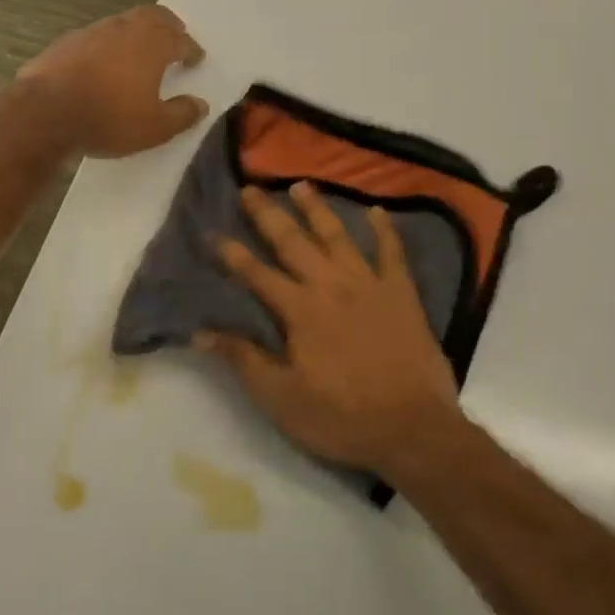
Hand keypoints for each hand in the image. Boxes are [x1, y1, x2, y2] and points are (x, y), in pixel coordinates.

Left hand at [18, 6, 207, 157]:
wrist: (45, 113)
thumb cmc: (109, 118)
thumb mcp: (155, 128)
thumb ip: (181, 114)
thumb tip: (200, 105)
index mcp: (153, 43)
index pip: (181, 40)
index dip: (192, 50)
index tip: (196, 59)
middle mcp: (125, 28)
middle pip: (154, 16)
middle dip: (168, 26)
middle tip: (174, 38)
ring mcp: (93, 31)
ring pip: (123, 23)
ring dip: (136, 33)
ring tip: (139, 52)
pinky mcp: (66, 42)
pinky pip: (97, 37)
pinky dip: (108, 46)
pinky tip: (104, 64)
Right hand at [197, 183, 463, 478]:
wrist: (413, 428)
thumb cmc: (341, 417)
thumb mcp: (281, 399)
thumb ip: (243, 360)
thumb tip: (201, 332)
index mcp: (300, 311)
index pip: (257, 275)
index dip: (233, 254)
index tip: (214, 233)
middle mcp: (331, 286)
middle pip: (293, 242)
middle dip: (268, 215)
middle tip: (251, 188)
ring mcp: (370, 285)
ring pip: (338, 237)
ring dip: (318, 209)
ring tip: (301, 185)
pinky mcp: (402, 294)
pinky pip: (393, 253)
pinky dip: (385, 230)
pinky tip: (377, 211)